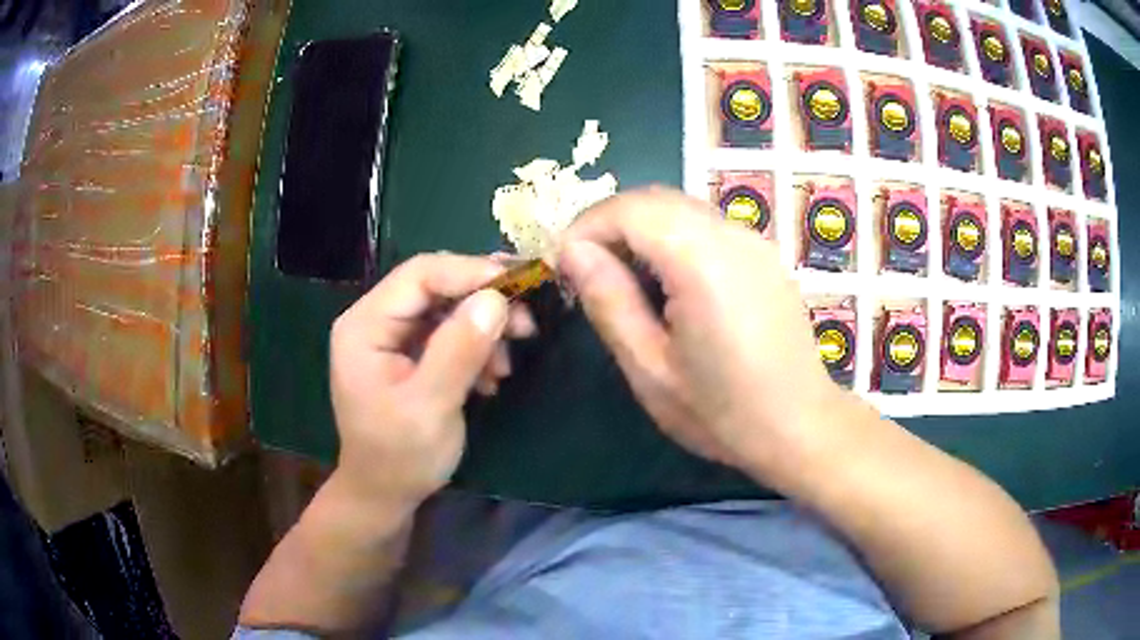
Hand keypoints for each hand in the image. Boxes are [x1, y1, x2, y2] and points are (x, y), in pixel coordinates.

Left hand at [328, 253, 535, 507]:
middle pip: (435, 286)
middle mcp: (376, 321)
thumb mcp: (430, 407)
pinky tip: (492, 376)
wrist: (385, 494)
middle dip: (483, 300)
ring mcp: (394, 337)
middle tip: (526, 320)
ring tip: (507, 361)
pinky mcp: (411, 354)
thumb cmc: (399, 456)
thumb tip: (496, 299)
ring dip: (484, 328)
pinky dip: (477, 347)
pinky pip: (450, 333)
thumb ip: (459, 350)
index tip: (518, 284)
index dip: (469, 272)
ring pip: (448, 308)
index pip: (419, 275)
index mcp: (365, 325)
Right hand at [558, 187, 844, 481]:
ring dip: (640, 228)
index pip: (630, 210)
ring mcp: (754, 242)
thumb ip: (609, 301)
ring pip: (681, 208)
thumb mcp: (650, 369)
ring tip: (620, 276)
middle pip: (656, 199)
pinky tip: (667, 282)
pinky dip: (672, 237)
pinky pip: (706, 225)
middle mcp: (732, 236)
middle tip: (585, 270)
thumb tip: (573, 252)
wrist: (800, 427)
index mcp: (702, 262)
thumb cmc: (722, 412)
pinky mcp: (764, 255)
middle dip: (610, 223)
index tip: (562, 266)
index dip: (586, 227)